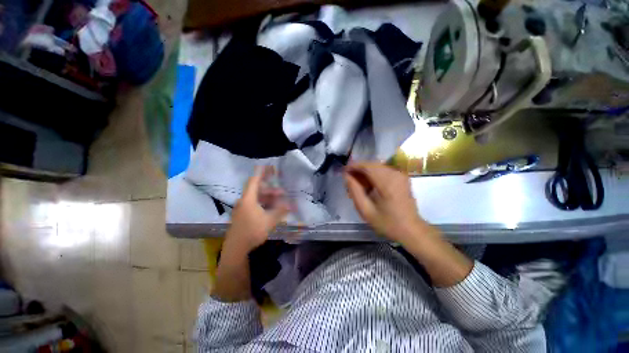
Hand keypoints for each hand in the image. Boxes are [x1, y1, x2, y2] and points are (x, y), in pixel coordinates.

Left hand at [224, 166, 290, 254]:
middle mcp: (244, 201)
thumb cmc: (252, 231)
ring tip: (279, 201)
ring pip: (257, 198)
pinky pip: (255, 205)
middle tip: (282, 192)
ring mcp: (242, 208)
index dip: (261, 173)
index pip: (254, 181)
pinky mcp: (243, 215)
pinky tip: (271, 209)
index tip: (268, 166)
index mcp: (249, 199)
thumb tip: (292, 205)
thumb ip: (281, 211)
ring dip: (268, 198)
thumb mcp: (270, 220)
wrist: (236, 248)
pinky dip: (264, 204)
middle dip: (271, 190)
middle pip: (258, 190)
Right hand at [344, 162, 427, 243]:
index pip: (367, 166)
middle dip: (358, 169)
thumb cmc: (387, 223)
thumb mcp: (365, 210)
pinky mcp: (402, 177)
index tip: (344, 171)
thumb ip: (354, 191)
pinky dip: (373, 174)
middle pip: (372, 165)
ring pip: (377, 167)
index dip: (354, 166)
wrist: (411, 230)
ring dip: (365, 172)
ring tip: (358, 184)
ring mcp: (400, 175)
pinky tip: (369, 185)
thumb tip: (347, 176)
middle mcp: (395, 174)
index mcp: (387, 183)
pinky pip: (383, 170)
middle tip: (349, 179)